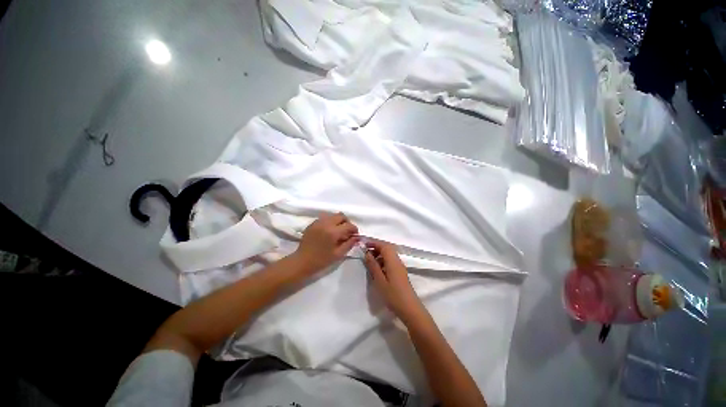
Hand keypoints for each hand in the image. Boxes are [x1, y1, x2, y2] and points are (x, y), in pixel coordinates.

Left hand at [293, 213, 359, 273]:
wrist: (302, 262)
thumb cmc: (321, 260)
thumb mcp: (338, 254)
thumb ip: (349, 244)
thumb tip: (356, 237)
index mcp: (333, 232)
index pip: (348, 225)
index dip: (354, 229)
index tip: (355, 235)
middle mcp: (326, 223)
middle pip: (341, 215)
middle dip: (346, 222)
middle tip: (347, 232)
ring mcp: (318, 222)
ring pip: (333, 215)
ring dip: (338, 221)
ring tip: (338, 231)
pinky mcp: (312, 223)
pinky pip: (325, 218)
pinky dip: (330, 222)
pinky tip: (329, 231)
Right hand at [364, 239, 424, 321]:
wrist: (409, 308)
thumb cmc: (393, 295)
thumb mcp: (380, 280)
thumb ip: (373, 266)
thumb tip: (367, 253)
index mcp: (393, 261)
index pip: (384, 246)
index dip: (374, 243)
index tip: (364, 245)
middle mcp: (397, 261)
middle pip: (387, 249)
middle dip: (376, 248)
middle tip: (366, 253)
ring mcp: (400, 267)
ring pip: (389, 255)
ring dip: (380, 255)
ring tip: (370, 262)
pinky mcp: (400, 273)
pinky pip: (391, 262)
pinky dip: (383, 261)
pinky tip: (378, 270)